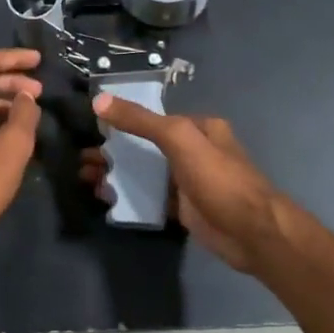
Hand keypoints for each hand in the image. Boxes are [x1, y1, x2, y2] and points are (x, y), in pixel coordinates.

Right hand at [83, 94, 288, 272]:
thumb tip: (99, 100)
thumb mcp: (178, 139)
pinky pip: (151, 197)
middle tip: (82, 161)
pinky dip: (130, 196)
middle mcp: (194, 150)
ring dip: (118, 174)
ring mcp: (188, 180)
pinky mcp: (184, 208)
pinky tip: (107, 199)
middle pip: (145, 146)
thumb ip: (140, 120)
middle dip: (114, 152)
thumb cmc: (218, 178)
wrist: (251, 232)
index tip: (92, 130)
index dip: (122, 121)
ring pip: (145, 173)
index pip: (154, 118)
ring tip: (86, 179)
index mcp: (198, 127)